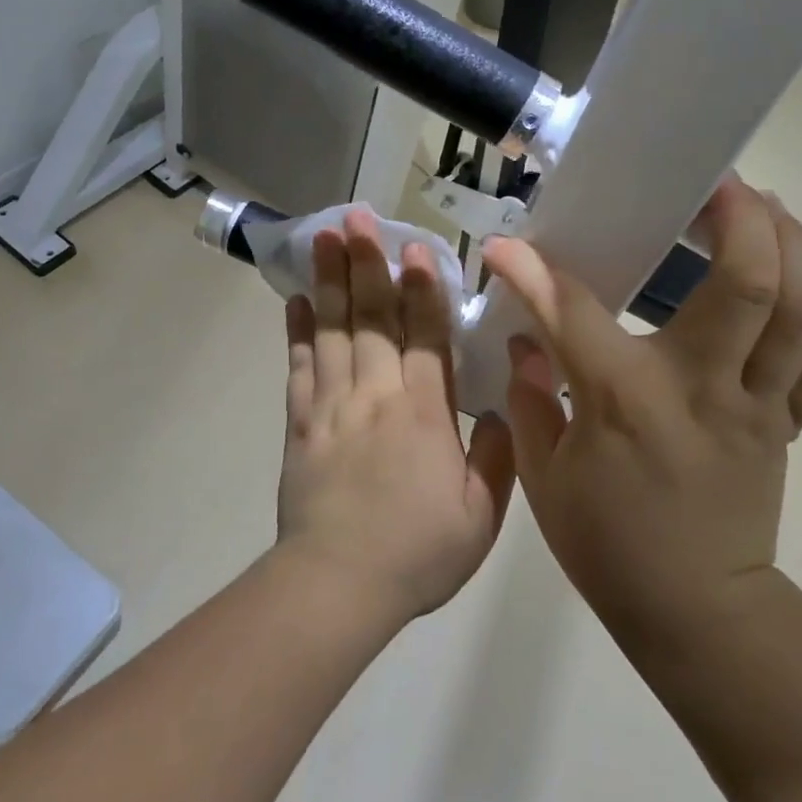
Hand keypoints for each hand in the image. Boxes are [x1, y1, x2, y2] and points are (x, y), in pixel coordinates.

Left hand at [277, 209, 516, 623]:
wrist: (338, 583)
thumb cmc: (418, 552)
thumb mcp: (482, 515)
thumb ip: (498, 455)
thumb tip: (505, 406)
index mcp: (424, 412)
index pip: (424, 335)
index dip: (422, 287)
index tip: (414, 246)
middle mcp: (376, 394)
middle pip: (372, 317)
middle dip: (366, 263)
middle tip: (356, 217)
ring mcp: (333, 405)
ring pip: (333, 329)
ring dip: (330, 280)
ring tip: (323, 236)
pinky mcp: (301, 422)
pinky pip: (300, 365)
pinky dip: (298, 330)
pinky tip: (296, 299)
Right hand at [481, 179, 801, 637]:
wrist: (694, 610)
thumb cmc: (607, 544)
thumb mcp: (544, 474)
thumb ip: (529, 396)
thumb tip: (526, 338)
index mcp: (627, 400)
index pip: (573, 311)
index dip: (532, 271)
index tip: (506, 245)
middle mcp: (702, 387)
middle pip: (749, 283)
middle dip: (739, 216)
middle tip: (713, 183)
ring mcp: (757, 403)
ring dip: (792, 244)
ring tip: (763, 208)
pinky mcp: (786, 421)